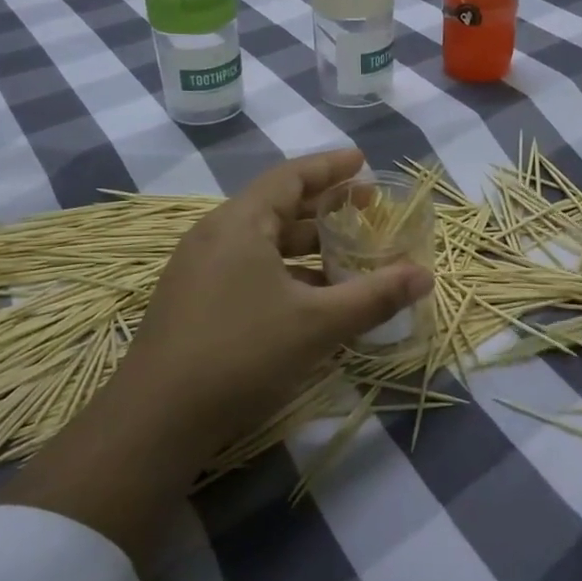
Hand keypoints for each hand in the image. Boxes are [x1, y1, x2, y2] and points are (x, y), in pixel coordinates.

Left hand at [0, 151, 431, 565]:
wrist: (156, 418)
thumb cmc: (241, 353)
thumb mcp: (318, 324)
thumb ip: (374, 296)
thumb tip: (425, 275)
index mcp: (240, 222)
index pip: (290, 176)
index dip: (330, 166)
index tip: (363, 162)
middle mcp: (215, 234)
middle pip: (277, 205)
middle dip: (324, 206)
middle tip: (366, 207)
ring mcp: (199, 268)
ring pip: (262, 240)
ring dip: (306, 243)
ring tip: (347, 253)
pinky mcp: (193, 299)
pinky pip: (248, 266)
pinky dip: (284, 270)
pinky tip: (310, 296)